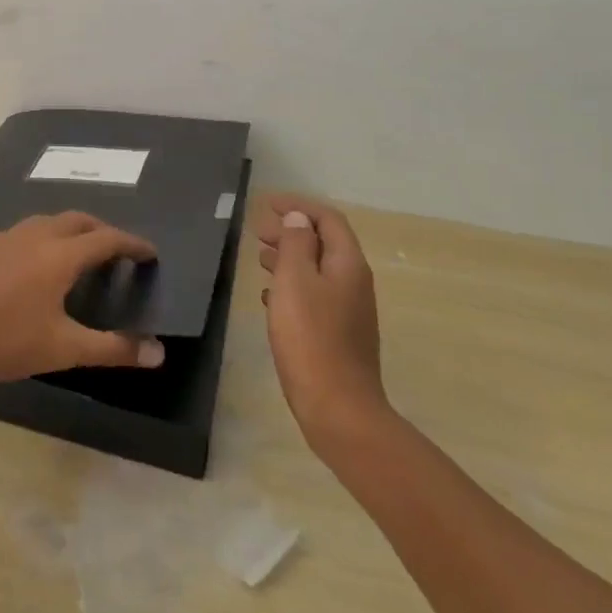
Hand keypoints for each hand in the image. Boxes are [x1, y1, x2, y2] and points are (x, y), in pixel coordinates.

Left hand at [0, 212, 165, 391]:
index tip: (149, 252)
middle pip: (77, 220)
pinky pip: (22, 233)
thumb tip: (158, 353)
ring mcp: (3, 237)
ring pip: (46, 222)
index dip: (131, 244)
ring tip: (78, 255)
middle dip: (101, 230)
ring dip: (69, 231)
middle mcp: (34, 235)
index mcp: (60, 254)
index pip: (106, 239)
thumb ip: (113, 349)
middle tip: (116, 251)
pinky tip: (32, 266)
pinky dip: (41, 239)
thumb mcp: (64, 350)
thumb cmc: (4, 342)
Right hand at [253, 195, 390, 454]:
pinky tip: (269, 297)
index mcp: (347, 264)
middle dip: (292, 231)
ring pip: (317, 270)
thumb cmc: (311, 338)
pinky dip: (291, 287)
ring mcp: (348, 310)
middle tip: (258, 231)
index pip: (327, 219)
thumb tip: (300, 218)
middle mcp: (353, 282)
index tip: (266, 204)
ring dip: (289, 258)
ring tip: (260, 258)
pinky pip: (313, 296)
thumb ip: (296, 243)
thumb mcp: (295, 281)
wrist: (338, 408)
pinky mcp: (337, 334)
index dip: (298, 206)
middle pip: (323, 243)